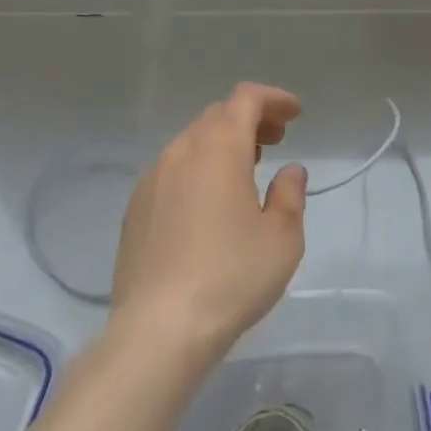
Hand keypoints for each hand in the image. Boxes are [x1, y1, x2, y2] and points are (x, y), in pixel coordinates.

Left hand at [110, 82, 307, 362]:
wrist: (157, 331)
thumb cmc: (231, 277)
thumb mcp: (282, 238)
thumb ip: (290, 194)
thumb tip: (290, 170)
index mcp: (219, 147)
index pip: (246, 98)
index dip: (273, 99)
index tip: (295, 114)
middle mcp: (181, 151)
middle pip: (218, 115)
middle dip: (250, 119)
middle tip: (276, 141)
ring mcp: (152, 179)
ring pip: (192, 142)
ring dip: (223, 144)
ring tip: (246, 170)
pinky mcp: (135, 209)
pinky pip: (172, 170)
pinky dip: (198, 168)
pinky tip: (209, 204)